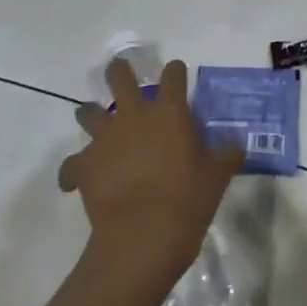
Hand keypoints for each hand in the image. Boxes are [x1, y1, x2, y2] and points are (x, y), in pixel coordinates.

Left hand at [58, 58, 242, 290]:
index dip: (175, 71)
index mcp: (170, 111)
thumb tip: (235, 142)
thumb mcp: (218, 176)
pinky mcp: (84, 166)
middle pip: (120, 77)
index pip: (173, 75)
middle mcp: (135, 115)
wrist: (144, 235)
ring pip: (88, 112)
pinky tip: (76, 179)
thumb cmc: (188, 200)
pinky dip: (73, 169)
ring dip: (90, 114)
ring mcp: (106, 138)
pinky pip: (70, 164)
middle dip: (119, 71)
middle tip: (120, 73)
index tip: (176, 73)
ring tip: (94, 120)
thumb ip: (227, 154)